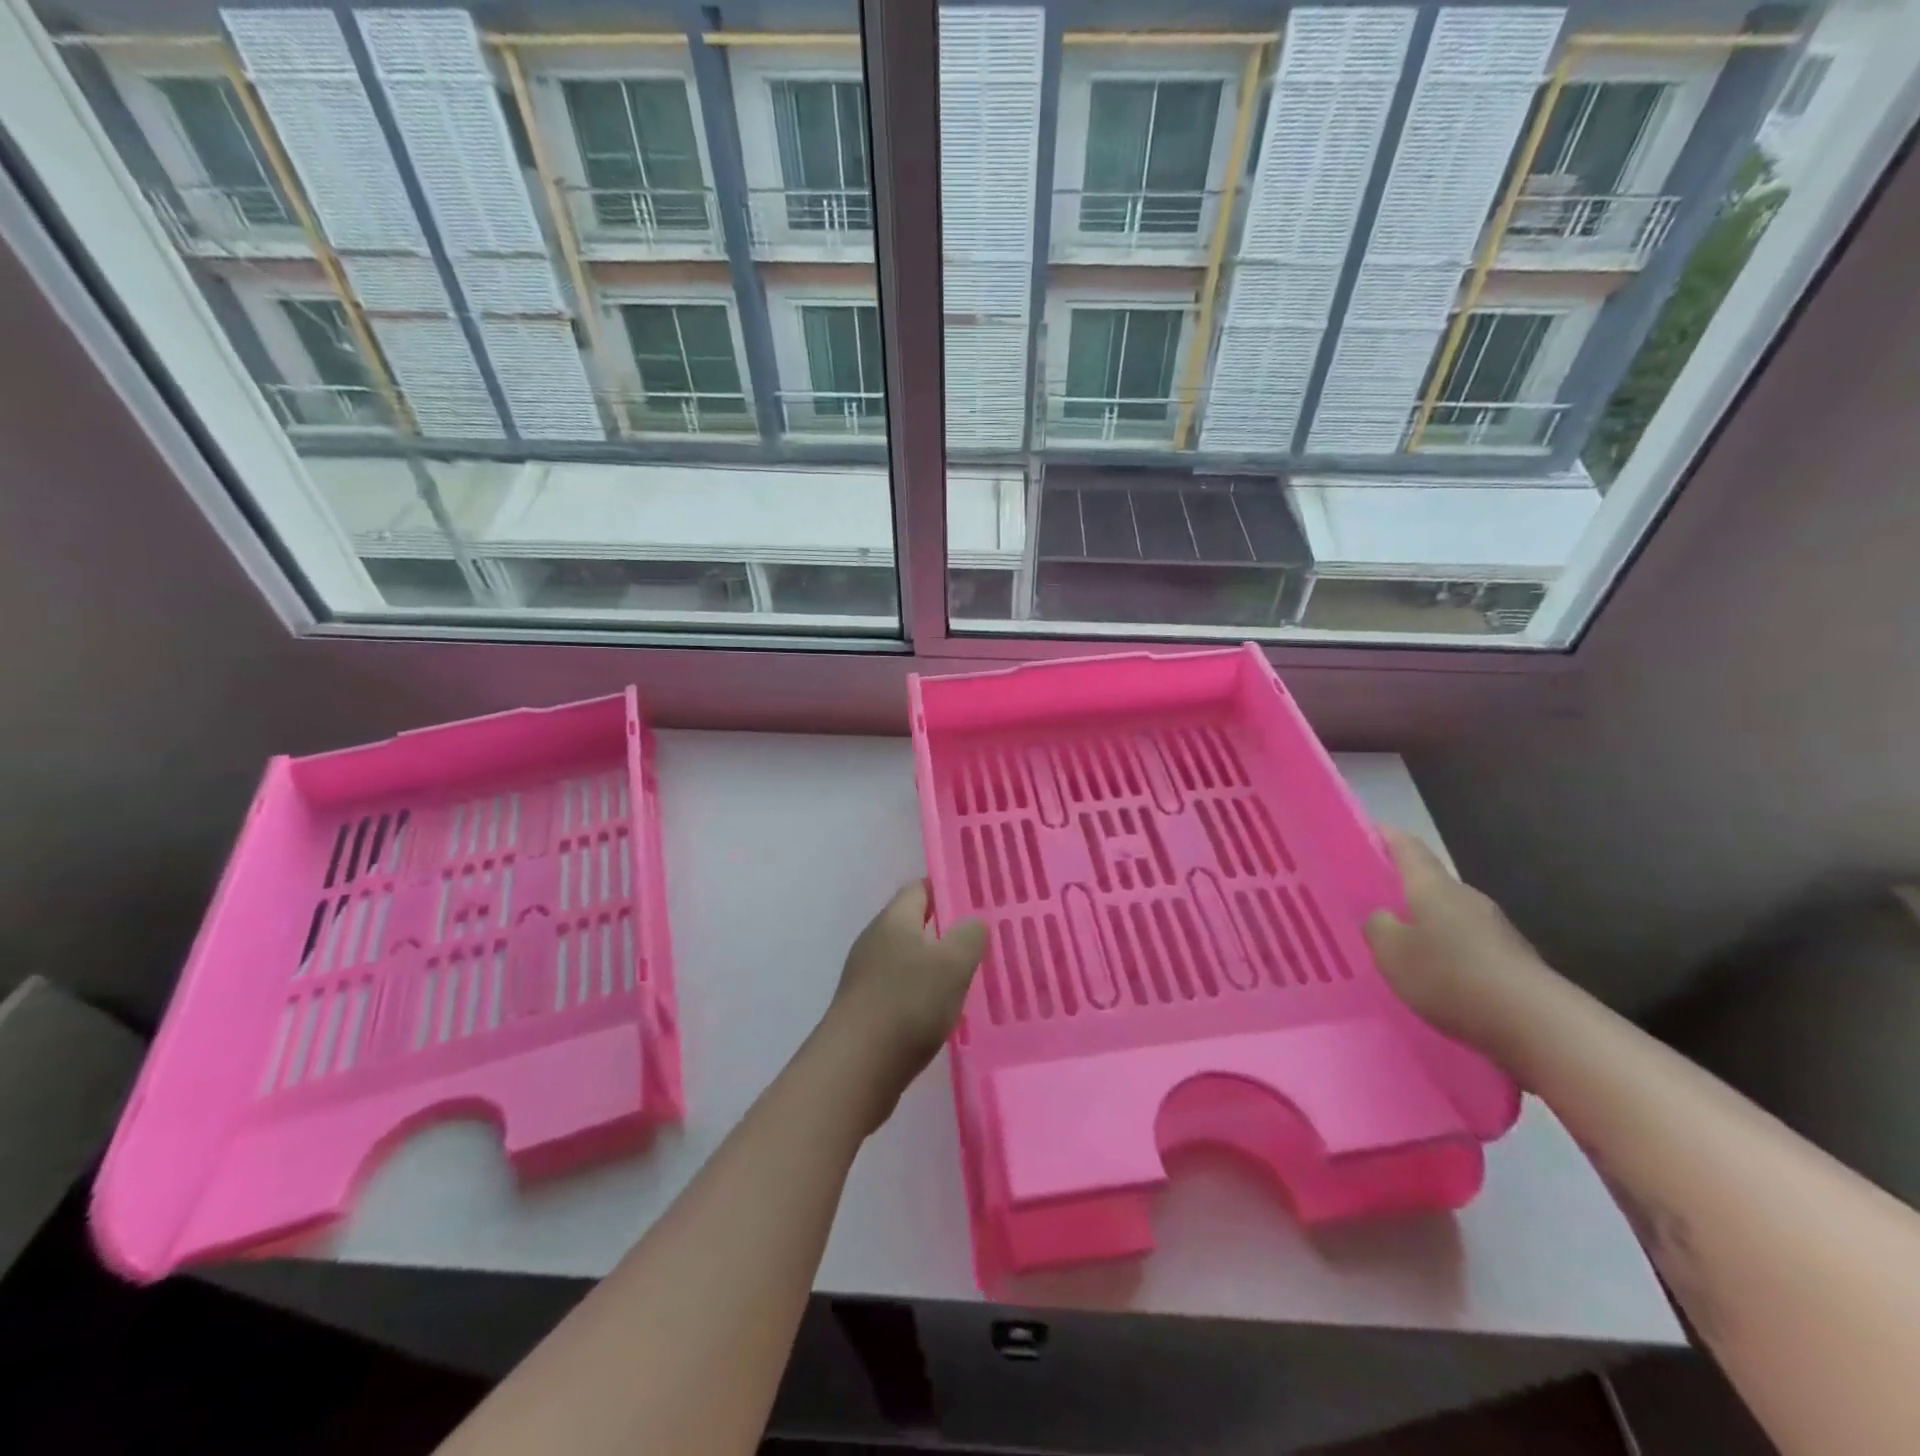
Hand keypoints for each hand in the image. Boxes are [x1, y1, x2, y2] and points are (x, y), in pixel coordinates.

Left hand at [817, 881, 987, 1134]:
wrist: (855, 1069)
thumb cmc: (907, 1004)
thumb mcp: (952, 964)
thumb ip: (969, 936)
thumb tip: (973, 921)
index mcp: (893, 920)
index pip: (919, 888)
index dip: (947, 889)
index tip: (977, 898)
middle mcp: (874, 941)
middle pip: (912, 923)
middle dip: (945, 929)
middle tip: (981, 940)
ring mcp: (865, 976)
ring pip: (907, 959)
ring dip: (934, 965)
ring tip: (969, 977)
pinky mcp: (864, 1009)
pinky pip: (899, 989)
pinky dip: (921, 994)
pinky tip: (942, 1012)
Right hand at [1364, 829, 1549, 1057]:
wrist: (1538, 1025)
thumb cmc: (1451, 976)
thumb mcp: (1392, 952)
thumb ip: (1378, 927)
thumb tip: (1382, 917)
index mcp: (1434, 887)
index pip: (1407, 848)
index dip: (1385, 836)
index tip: (1367, 829)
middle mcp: (1466, 898)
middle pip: (1430, 883)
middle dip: (1402, 887)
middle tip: (1371, 898)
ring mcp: (1494, 929)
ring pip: (1449, 916)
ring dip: (1425, 924)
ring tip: (1398, 943)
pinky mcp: (1510, 961)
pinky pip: (1466, 945)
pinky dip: (1446, 952)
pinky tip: (1434, 976)